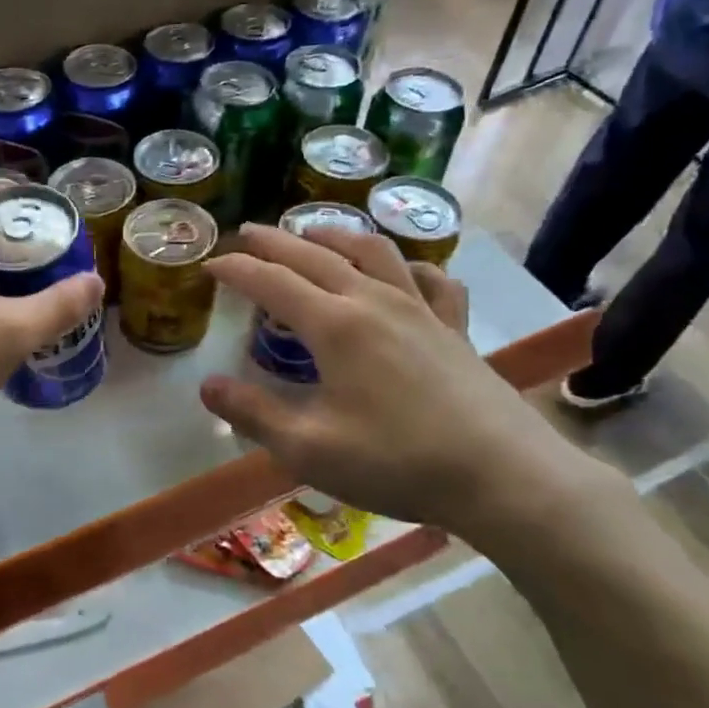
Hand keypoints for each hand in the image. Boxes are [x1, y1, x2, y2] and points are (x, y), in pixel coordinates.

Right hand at [199, 223, 601, 541]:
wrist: (501, 475)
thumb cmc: (397, 462)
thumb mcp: (309, 449)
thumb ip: (254, 414)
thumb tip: (207, 387)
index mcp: (335, 325)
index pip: (272, 282)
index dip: (237, 269)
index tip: (211, 263)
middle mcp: (375, 302)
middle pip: (316, 256)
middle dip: (276, 241)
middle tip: (248, 233)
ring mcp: (421, 309)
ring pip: (373, 252)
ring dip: (336, 236)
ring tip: (314, 231)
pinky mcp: (454, 327)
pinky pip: (431, 279)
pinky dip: (408, 266)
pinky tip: (404, 273)